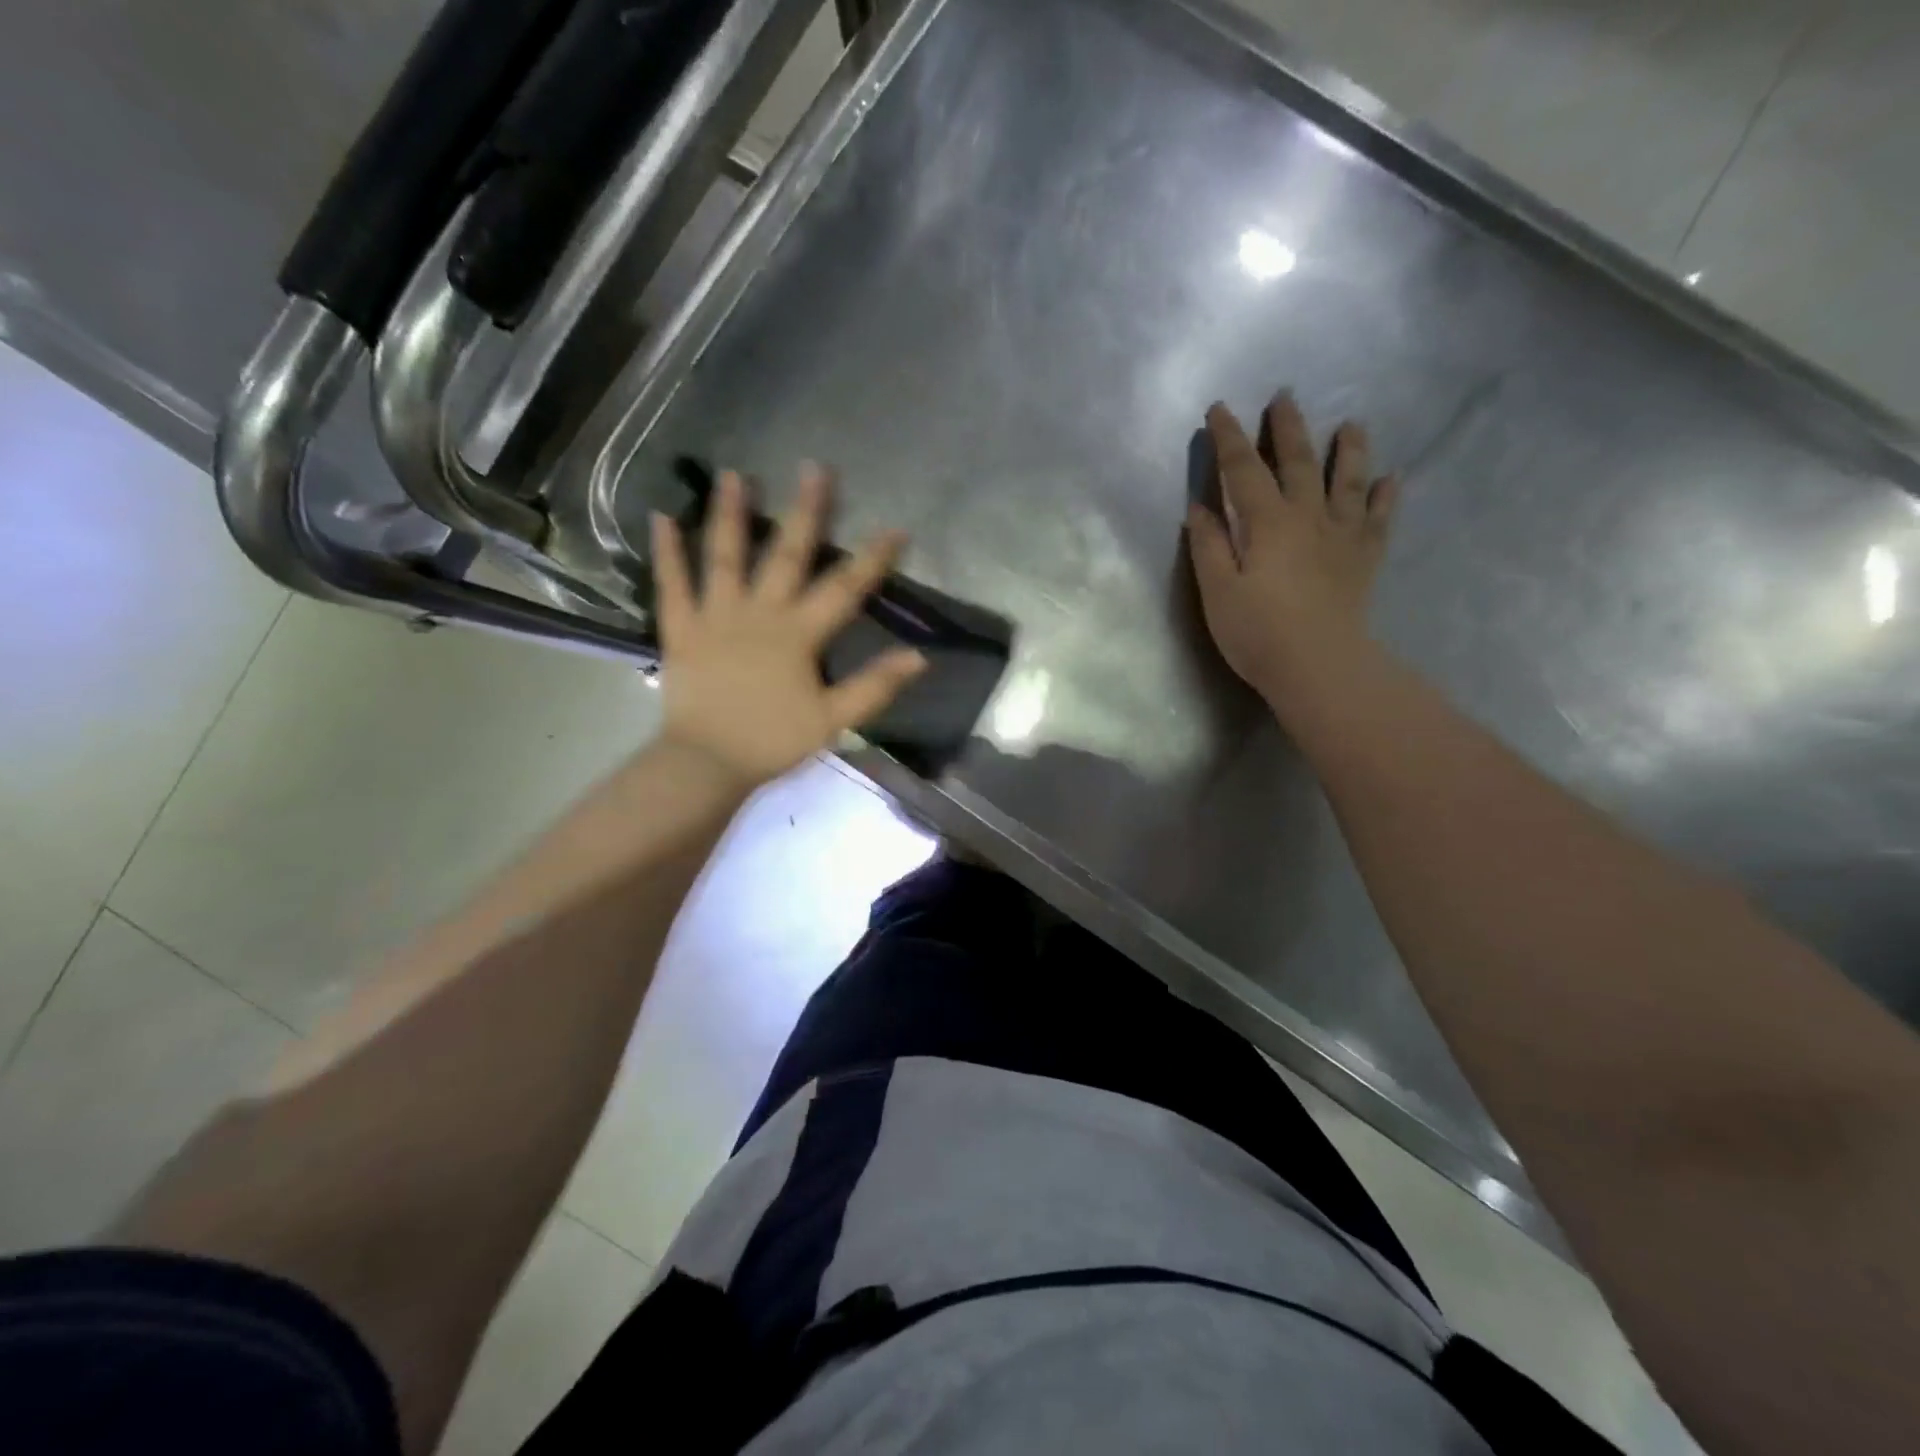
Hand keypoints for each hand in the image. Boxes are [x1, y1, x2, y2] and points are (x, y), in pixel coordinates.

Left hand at [649, 465, 926, 791]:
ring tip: (733, 473)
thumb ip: (874, 686)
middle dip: (806, 512)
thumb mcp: (833, 720)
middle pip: (786, 555)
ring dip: (730, 514)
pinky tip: (661, 516)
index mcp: (798, 634)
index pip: (845, 589)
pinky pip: (672, 584)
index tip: (895, 527)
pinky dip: (666, 552)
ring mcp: (715, 616)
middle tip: (814, 468)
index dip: (872, 559)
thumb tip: (919, 657)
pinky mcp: (681, 628)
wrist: (707, 763)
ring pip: (724, 557)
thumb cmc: (773, 741)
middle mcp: (759, 613)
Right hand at [1187, 393, 1398, 718]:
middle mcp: (1308, 516)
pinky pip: (1379, 518)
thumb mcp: (1218, 591)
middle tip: (1285, 396)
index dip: (1229, 438)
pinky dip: (1386, 496)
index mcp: (1267, 522)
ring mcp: (1342, 535)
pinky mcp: (1364, 558)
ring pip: (1348, 480)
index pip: (1243, 469)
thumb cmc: (1258, 631)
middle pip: (1299, 462)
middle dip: (1289, 428)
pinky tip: (1392, 479)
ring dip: (1349, 450)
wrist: (1319, 664)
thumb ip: (1209, 546)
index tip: (1219, 409)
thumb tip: (1199, 507)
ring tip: (1352, 423)